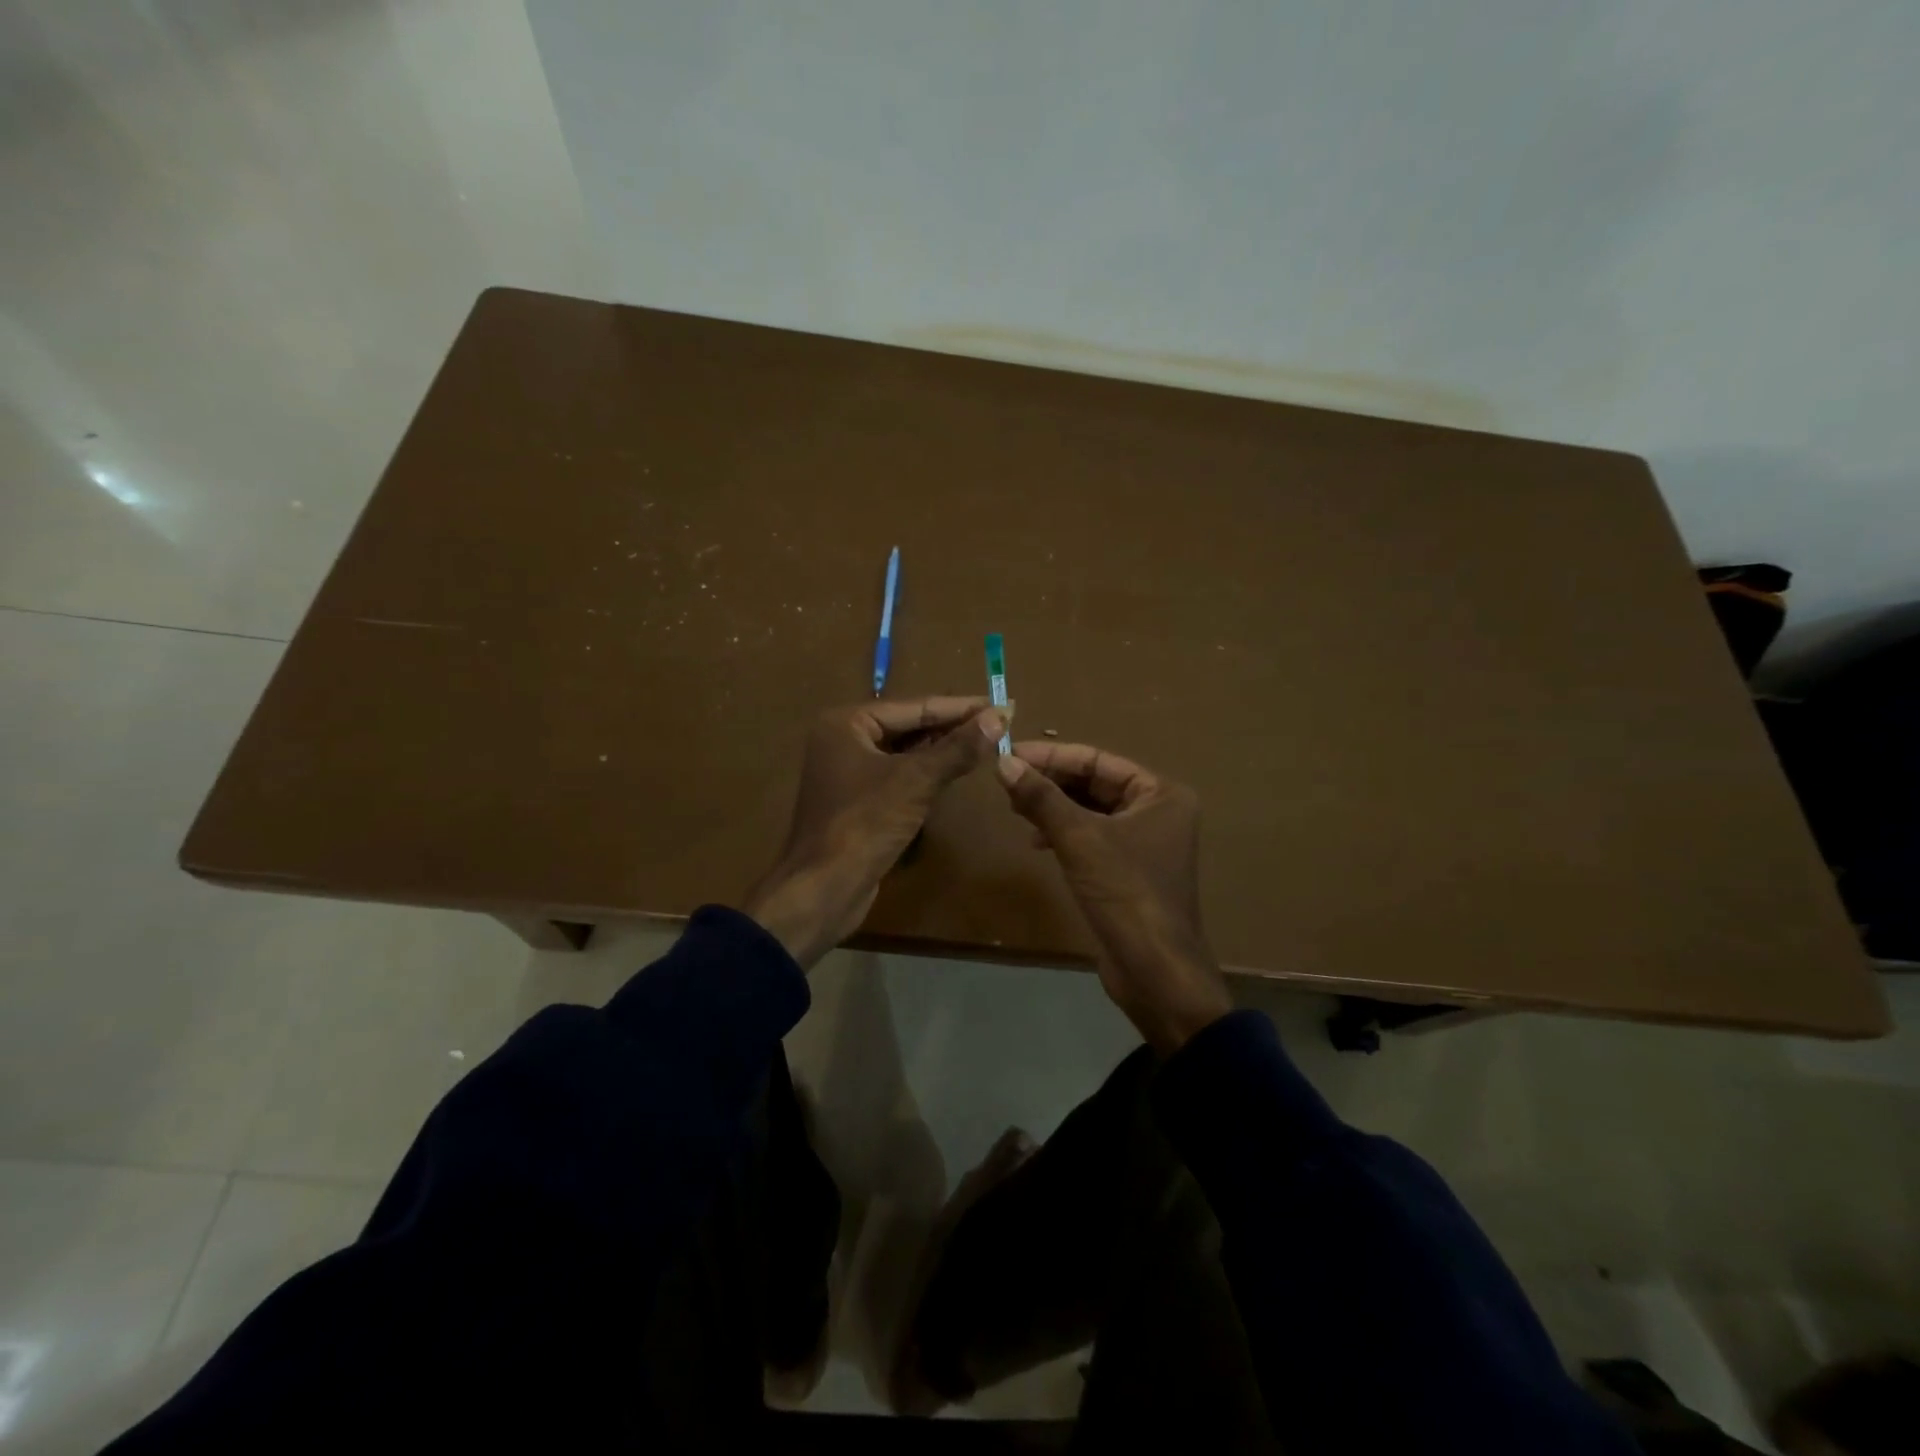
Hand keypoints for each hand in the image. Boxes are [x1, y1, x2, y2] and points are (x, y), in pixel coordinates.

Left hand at [746, 697, 1005, 968]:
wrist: (824, 888)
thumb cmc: (865, 823)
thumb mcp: (916, 781)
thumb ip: (958, 748)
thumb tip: (999, 716)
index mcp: (847, 723)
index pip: (915, 707)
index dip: (960, 707)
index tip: (1002, 704)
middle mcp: (843, 740)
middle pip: (909, 726)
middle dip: (953, 727)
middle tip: (1000, 723)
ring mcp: (849, 772)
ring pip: (905, 752)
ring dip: (943, 750)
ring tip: (987, 743)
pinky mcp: (858, 801)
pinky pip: (899, 776)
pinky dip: (927, 773)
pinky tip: (956, 772)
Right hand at [995, 742, 1231, 1053]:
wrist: (1155, 971)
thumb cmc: (1125, 893)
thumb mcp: (1079, 839)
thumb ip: (1042, 798)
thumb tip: (1003, 762)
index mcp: (1160, 794)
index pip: (1098, 760)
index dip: (1051, 756)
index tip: (1009, 754)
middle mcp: (1157, 811)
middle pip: (1094, 783)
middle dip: (1051, 781)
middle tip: (1006, 781)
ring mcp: (1144, 842)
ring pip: (1090, 810)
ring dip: (1053, 807)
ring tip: (1014, 807)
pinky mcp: (1127, 870)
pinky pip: (1091, 837)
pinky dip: (1063, 834)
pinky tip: (1035, 841)